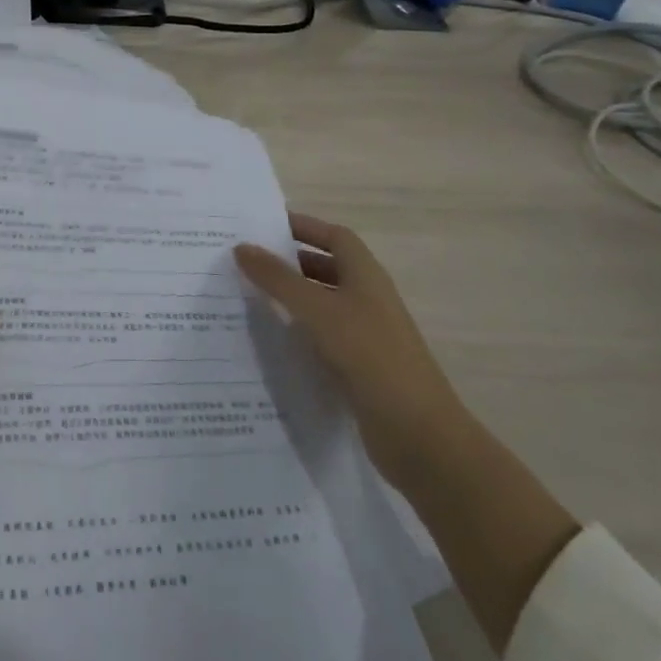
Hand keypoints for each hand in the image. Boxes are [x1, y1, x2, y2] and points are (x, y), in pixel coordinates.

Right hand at [235, 212, 466, 488]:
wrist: (418, 433)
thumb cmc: (369, 356)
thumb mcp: (317, 310)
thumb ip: (278, 279)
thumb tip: (242, 247)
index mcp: (366, 276)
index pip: (335, 237)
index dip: (304, 227)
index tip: (264, 226)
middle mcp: (368, 299)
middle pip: (328, 268)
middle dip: (290, 262)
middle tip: (247, 262)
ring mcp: (366, 335)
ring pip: (323, 304)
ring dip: (292, 298)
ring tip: (249, 297)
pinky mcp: (360, 367)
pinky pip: (323, 337)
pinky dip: (299, 332)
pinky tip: (271, 340)